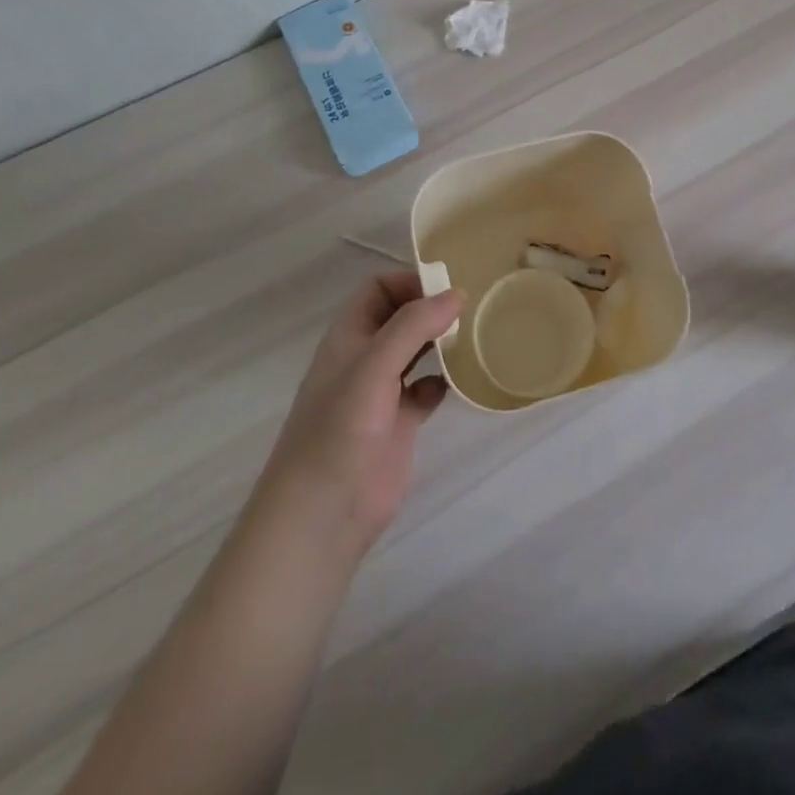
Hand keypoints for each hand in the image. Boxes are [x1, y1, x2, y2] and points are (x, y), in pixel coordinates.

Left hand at [262, 272, 462, 561]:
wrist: (323, 512)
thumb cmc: (340, 429)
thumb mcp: (374, 366)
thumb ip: (414, 325)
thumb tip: (457, 293)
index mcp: (349, 337)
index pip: (378, 289)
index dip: (409, 282)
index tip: (446, 289)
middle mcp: (365, 358)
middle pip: (400, 317)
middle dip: (430, 309)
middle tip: (469, 310)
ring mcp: (382, 392)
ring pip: (415, 352)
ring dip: (440, 342)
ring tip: (471, 338)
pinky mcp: (399, 424)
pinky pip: (426, 391)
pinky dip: (443, 382)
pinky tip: (460, 383)